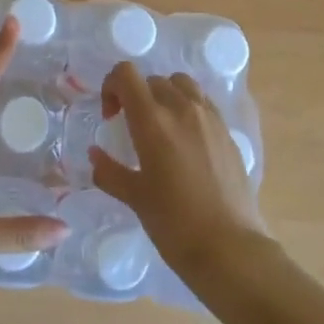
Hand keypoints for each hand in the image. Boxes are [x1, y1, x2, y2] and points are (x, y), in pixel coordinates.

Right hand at [90, 63, 268, 281]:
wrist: (229, 248)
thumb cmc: (174, 224)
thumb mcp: (135, 197)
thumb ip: (109, 171)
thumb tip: (94, 154)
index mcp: (153, 120)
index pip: (126, 74)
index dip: (111, 86)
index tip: (110, 116)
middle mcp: (182, 108)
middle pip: (152, 80)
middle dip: (136, 96)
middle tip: (131, 127)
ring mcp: (209, 117)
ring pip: (181, 84)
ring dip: (165, 95)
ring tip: (161, 126)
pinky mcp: (227, 130)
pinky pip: (203, 102)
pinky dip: (188, 107)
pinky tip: (186, 140)